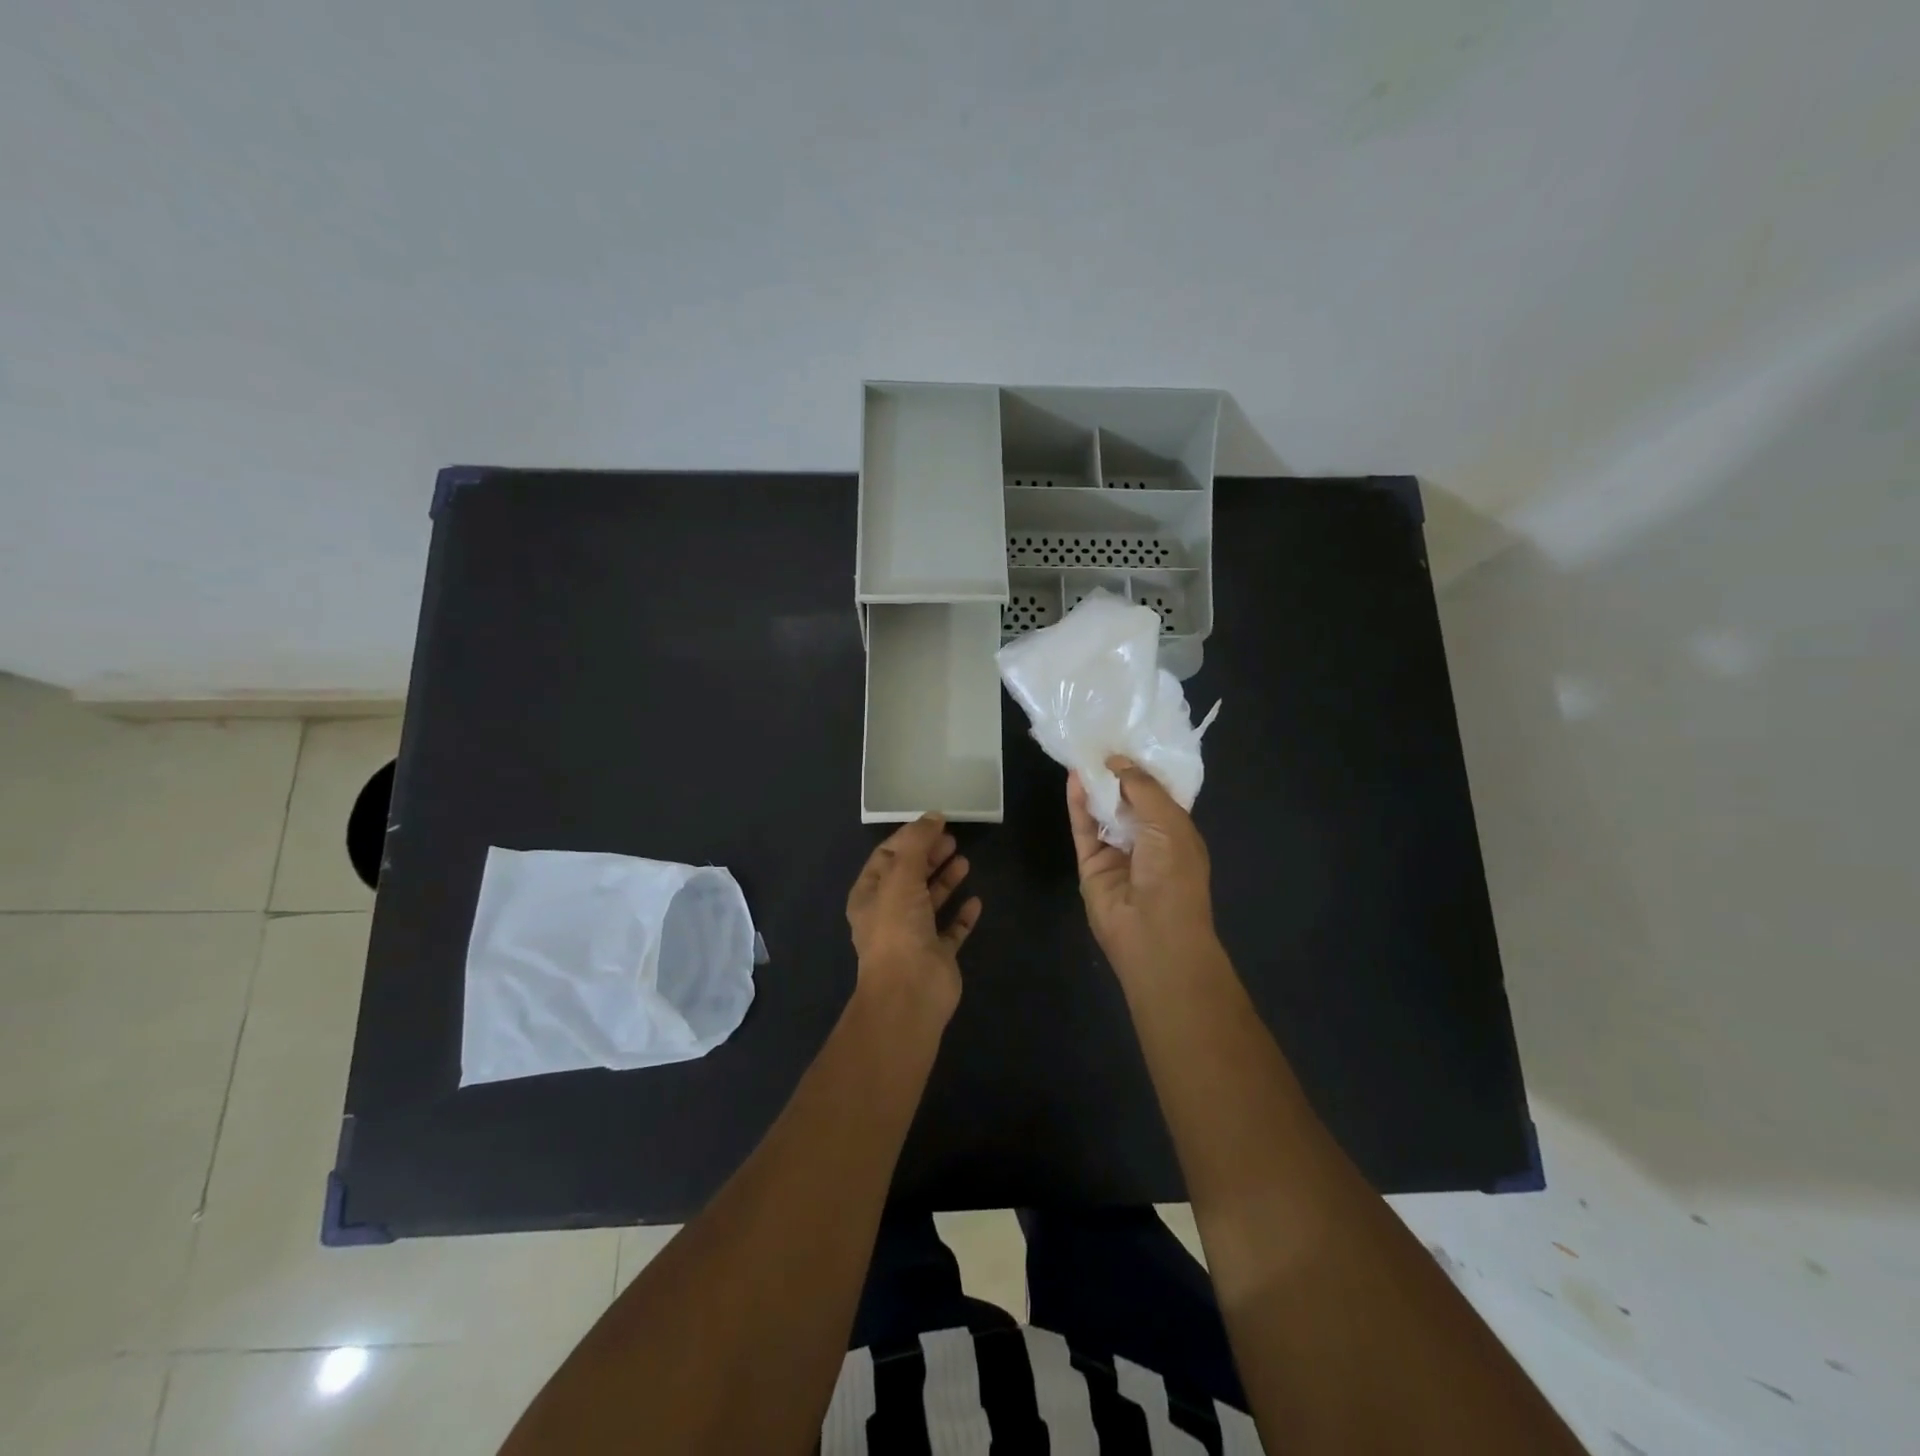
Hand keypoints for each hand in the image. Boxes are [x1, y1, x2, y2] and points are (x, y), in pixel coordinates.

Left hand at [845, 814, 981, 1021]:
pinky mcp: (937, 955)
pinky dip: (962, 915)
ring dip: (946, 880)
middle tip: (953, 839)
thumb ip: (917, 843)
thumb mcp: (902, 875)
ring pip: (930, 901)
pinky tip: (976, 901)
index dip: (909, 838)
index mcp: (869, 895)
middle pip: (910, 876)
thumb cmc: (898, 928)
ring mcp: (913, 936)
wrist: (910, 992)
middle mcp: (889, 914)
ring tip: (964, 861)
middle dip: (929, 856)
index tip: (934, 823)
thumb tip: (933, 816)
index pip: (886, 857)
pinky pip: (951, 930)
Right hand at [1068, 756, 1216, 981]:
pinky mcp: (1091, 864)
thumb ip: (1142, 788)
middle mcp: (1147, 840)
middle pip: (1127, 800)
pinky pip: (1084, 829)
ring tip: (1081, 752)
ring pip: (1102, 812)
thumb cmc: (1174, 875)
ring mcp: (1117, 853)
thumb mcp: (1169, 822)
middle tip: (1099, 739)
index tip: (1128, 739)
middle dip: (1116, 773)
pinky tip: (1073, 779)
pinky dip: (1078, 804)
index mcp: (1176, 832)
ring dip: (1095, 785)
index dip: (1143, 769)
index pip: (1158, 794)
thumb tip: (1117, 761)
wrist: (1153, 933)